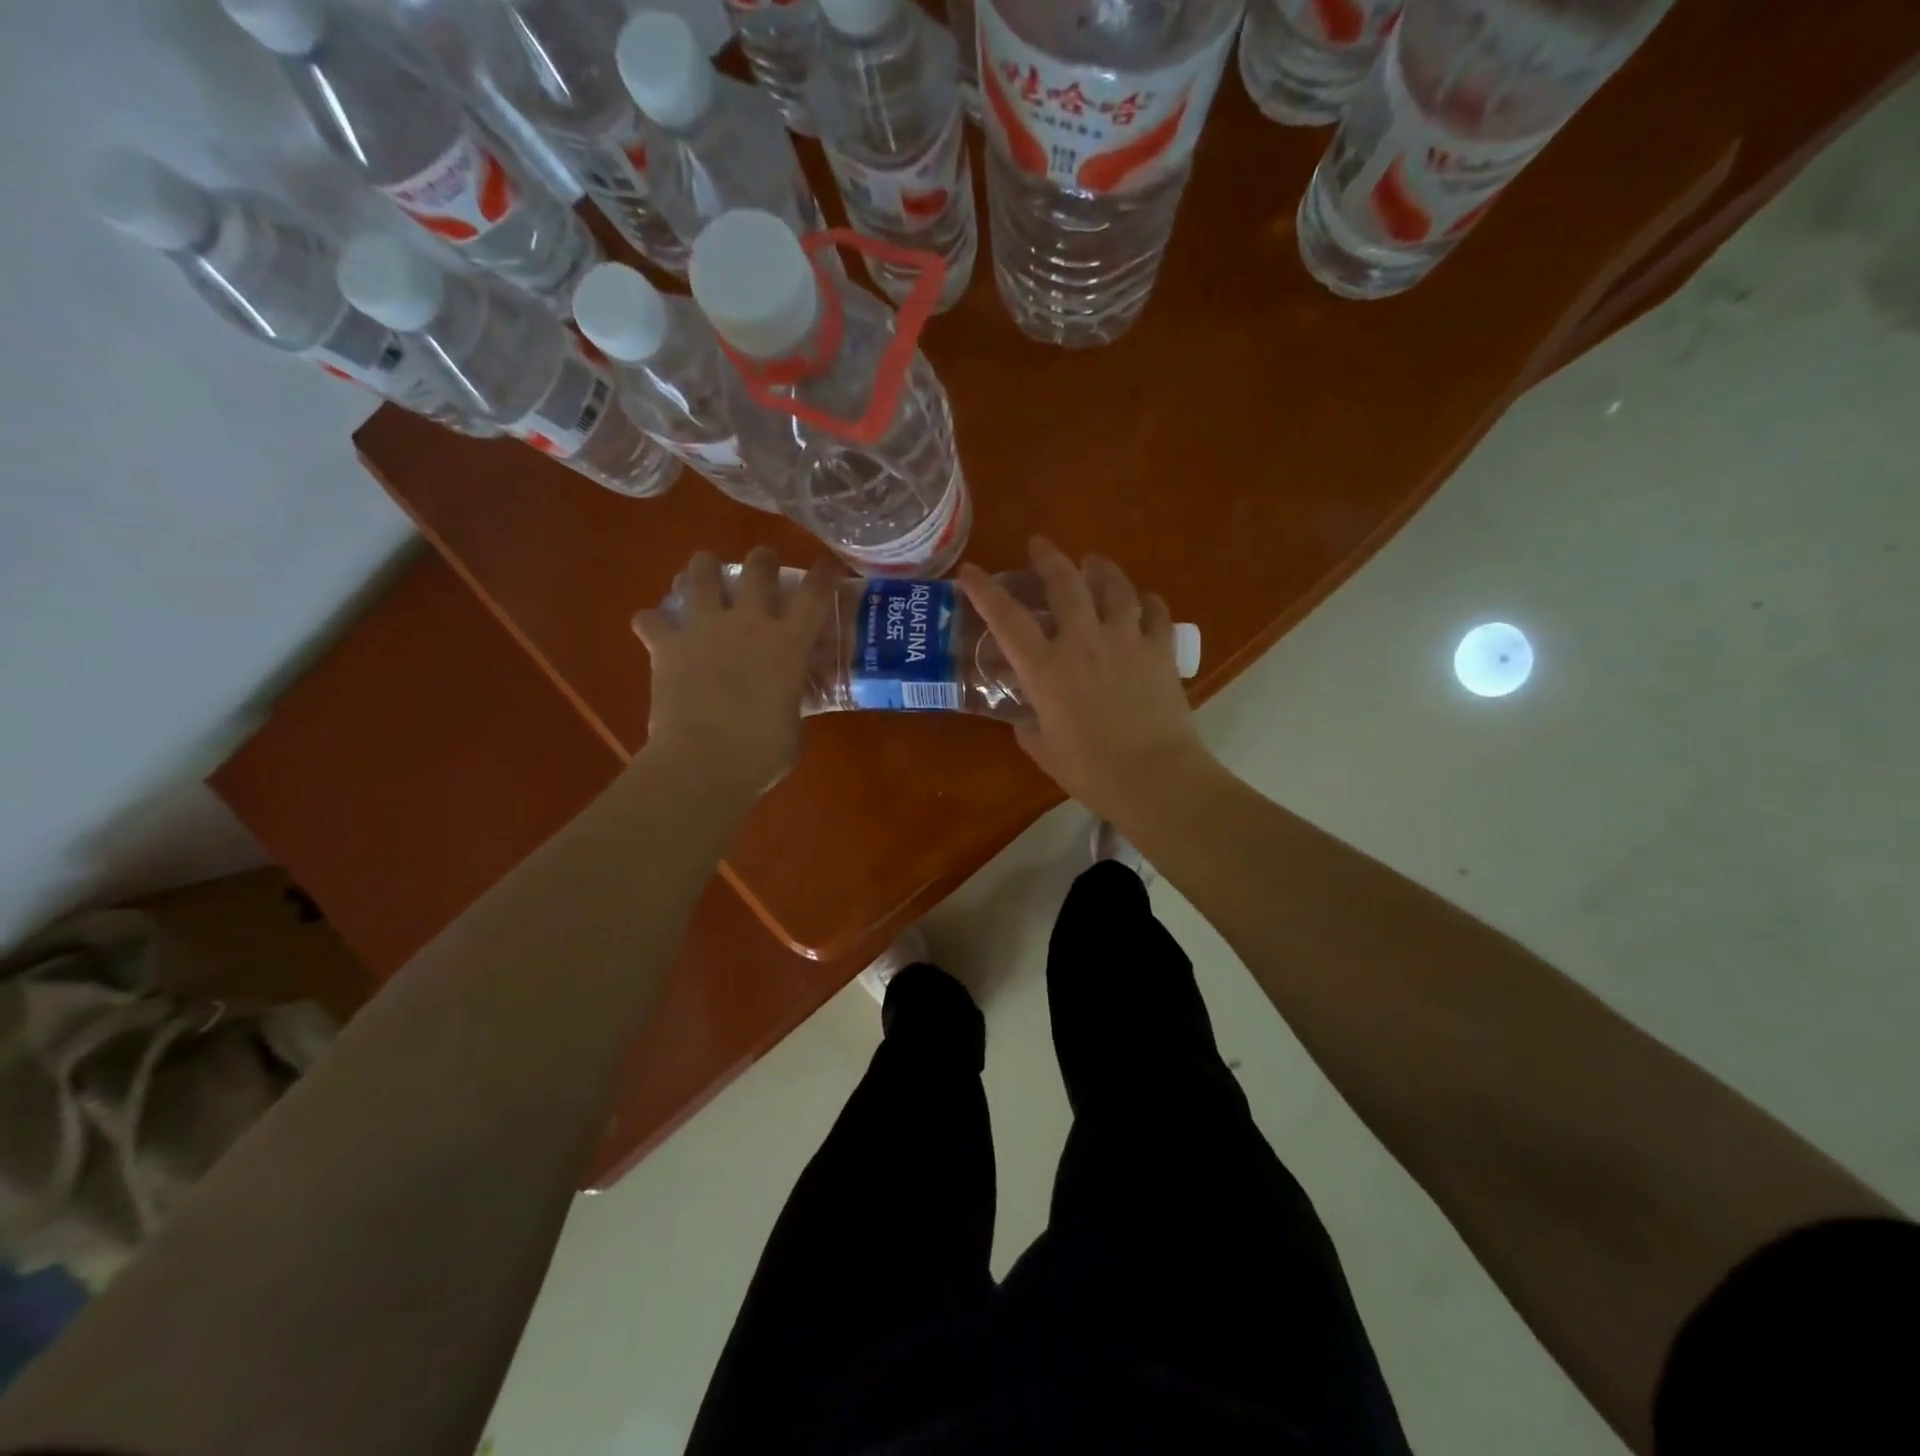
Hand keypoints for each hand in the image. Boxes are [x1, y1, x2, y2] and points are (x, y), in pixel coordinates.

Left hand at [632, 547, 835, 801]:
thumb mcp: (794, 723)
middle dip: (762, 560)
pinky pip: (651, 619)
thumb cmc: (762, 753)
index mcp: (788, 643)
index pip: (815, 594)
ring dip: (704, 568)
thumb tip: (787, 696)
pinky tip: (654, 627)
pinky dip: (652, 621)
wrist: (705, 762)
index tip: (827, 565)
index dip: (824, 574)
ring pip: (701, 575)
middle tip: (762, 564)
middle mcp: (749, 623)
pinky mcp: (667, 645)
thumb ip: (792, 698)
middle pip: (757, 569)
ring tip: (705, 570)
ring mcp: (704, 629)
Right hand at [958, 537, 1215, 827]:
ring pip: (1113, 586)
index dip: (984, 590)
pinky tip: (1143, 602)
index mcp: (1046, 668)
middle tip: (1040, 545)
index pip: (1006, 618)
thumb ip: (1028, 723)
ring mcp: (1126, 640)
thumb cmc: (1091, 771)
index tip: (970, 572)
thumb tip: (1026, 711)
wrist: (1155, 778)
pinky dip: (1146, 602)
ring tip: (1094, 563)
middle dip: (1048, 557)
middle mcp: (1083, 641)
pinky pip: (1155, 611)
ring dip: (1100, 568)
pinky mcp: (1160, 649)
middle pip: (1064, 582)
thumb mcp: (1043, 748)